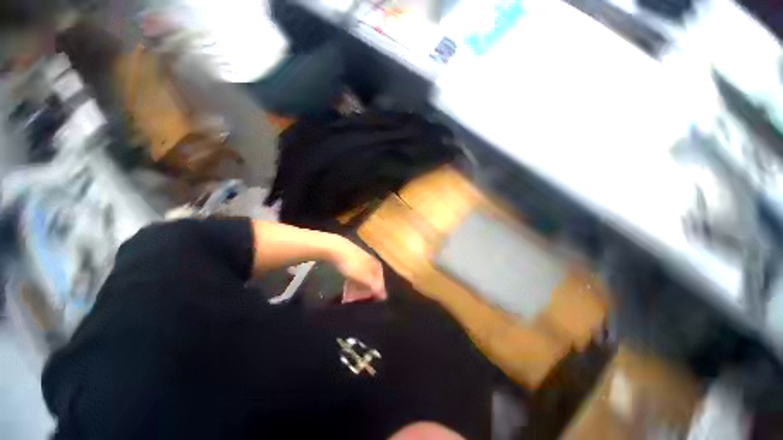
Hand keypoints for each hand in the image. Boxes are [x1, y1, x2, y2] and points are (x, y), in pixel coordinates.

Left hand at [329, 237, 386, 302]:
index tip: (371, 303)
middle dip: (367, 290)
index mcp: (377, 266)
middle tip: (360, 301)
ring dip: (359, 287)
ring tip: (352, 296)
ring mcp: (362, 260)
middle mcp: (372, 262)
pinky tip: (348, 285)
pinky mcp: (352, 259)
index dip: (377, 293)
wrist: (337, 249)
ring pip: (363, 277)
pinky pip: (356, 273)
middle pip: (372, 280)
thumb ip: (375, 287)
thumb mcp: (364, 278)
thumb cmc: (352, 265)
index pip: (381, 283)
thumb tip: (385, 296)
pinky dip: (353, 281)